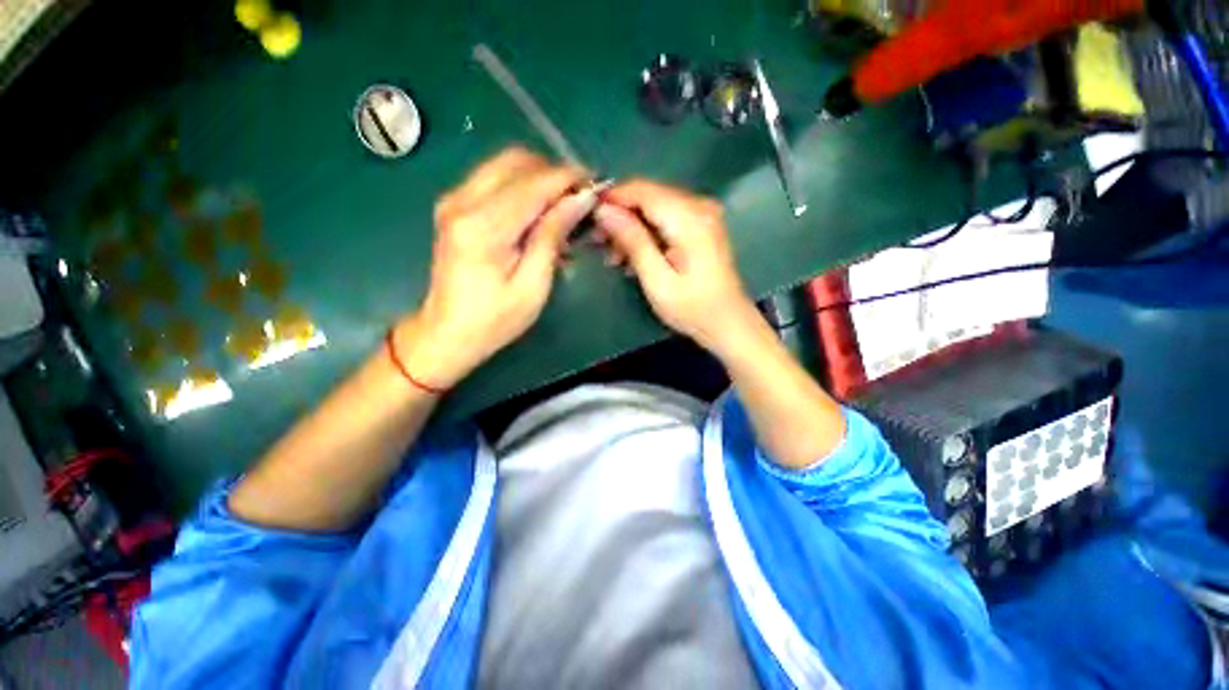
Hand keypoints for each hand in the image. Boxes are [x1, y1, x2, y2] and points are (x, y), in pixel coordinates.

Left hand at [395, 147, 595, 388]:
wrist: (447, 332)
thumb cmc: (495, 319)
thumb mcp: (533, 284)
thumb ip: (553, 235)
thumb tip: (580, 198)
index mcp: (483, 226)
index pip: (534, 183)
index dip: (569, 179)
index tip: (596, 187)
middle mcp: (463, 200)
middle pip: (517, 161)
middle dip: (554, 174)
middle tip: (579, 201)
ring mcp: (454, 199)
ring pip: (505, 165)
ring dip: (539, 180)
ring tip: (562, 211)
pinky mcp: (455, 205)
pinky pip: (495, 179)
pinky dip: (523, 189)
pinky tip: (538, 216)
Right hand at [593, 179, 758, 355]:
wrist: (728, 323)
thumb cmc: (692, 308)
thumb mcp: (657, 279)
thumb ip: (632, 241)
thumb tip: (604, 211)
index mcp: (689, 217)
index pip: (641, 190)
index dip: (611, 199)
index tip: (589, 219)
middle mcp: (698, 206)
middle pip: (647, 196)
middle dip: (620, 217)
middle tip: (598, 243)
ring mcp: (702, 215)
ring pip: (654, 208)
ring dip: (631, 228)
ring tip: (614, 258)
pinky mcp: (701, 226)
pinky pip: (666, 219)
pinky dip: (647, 234)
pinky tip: (634, 257)